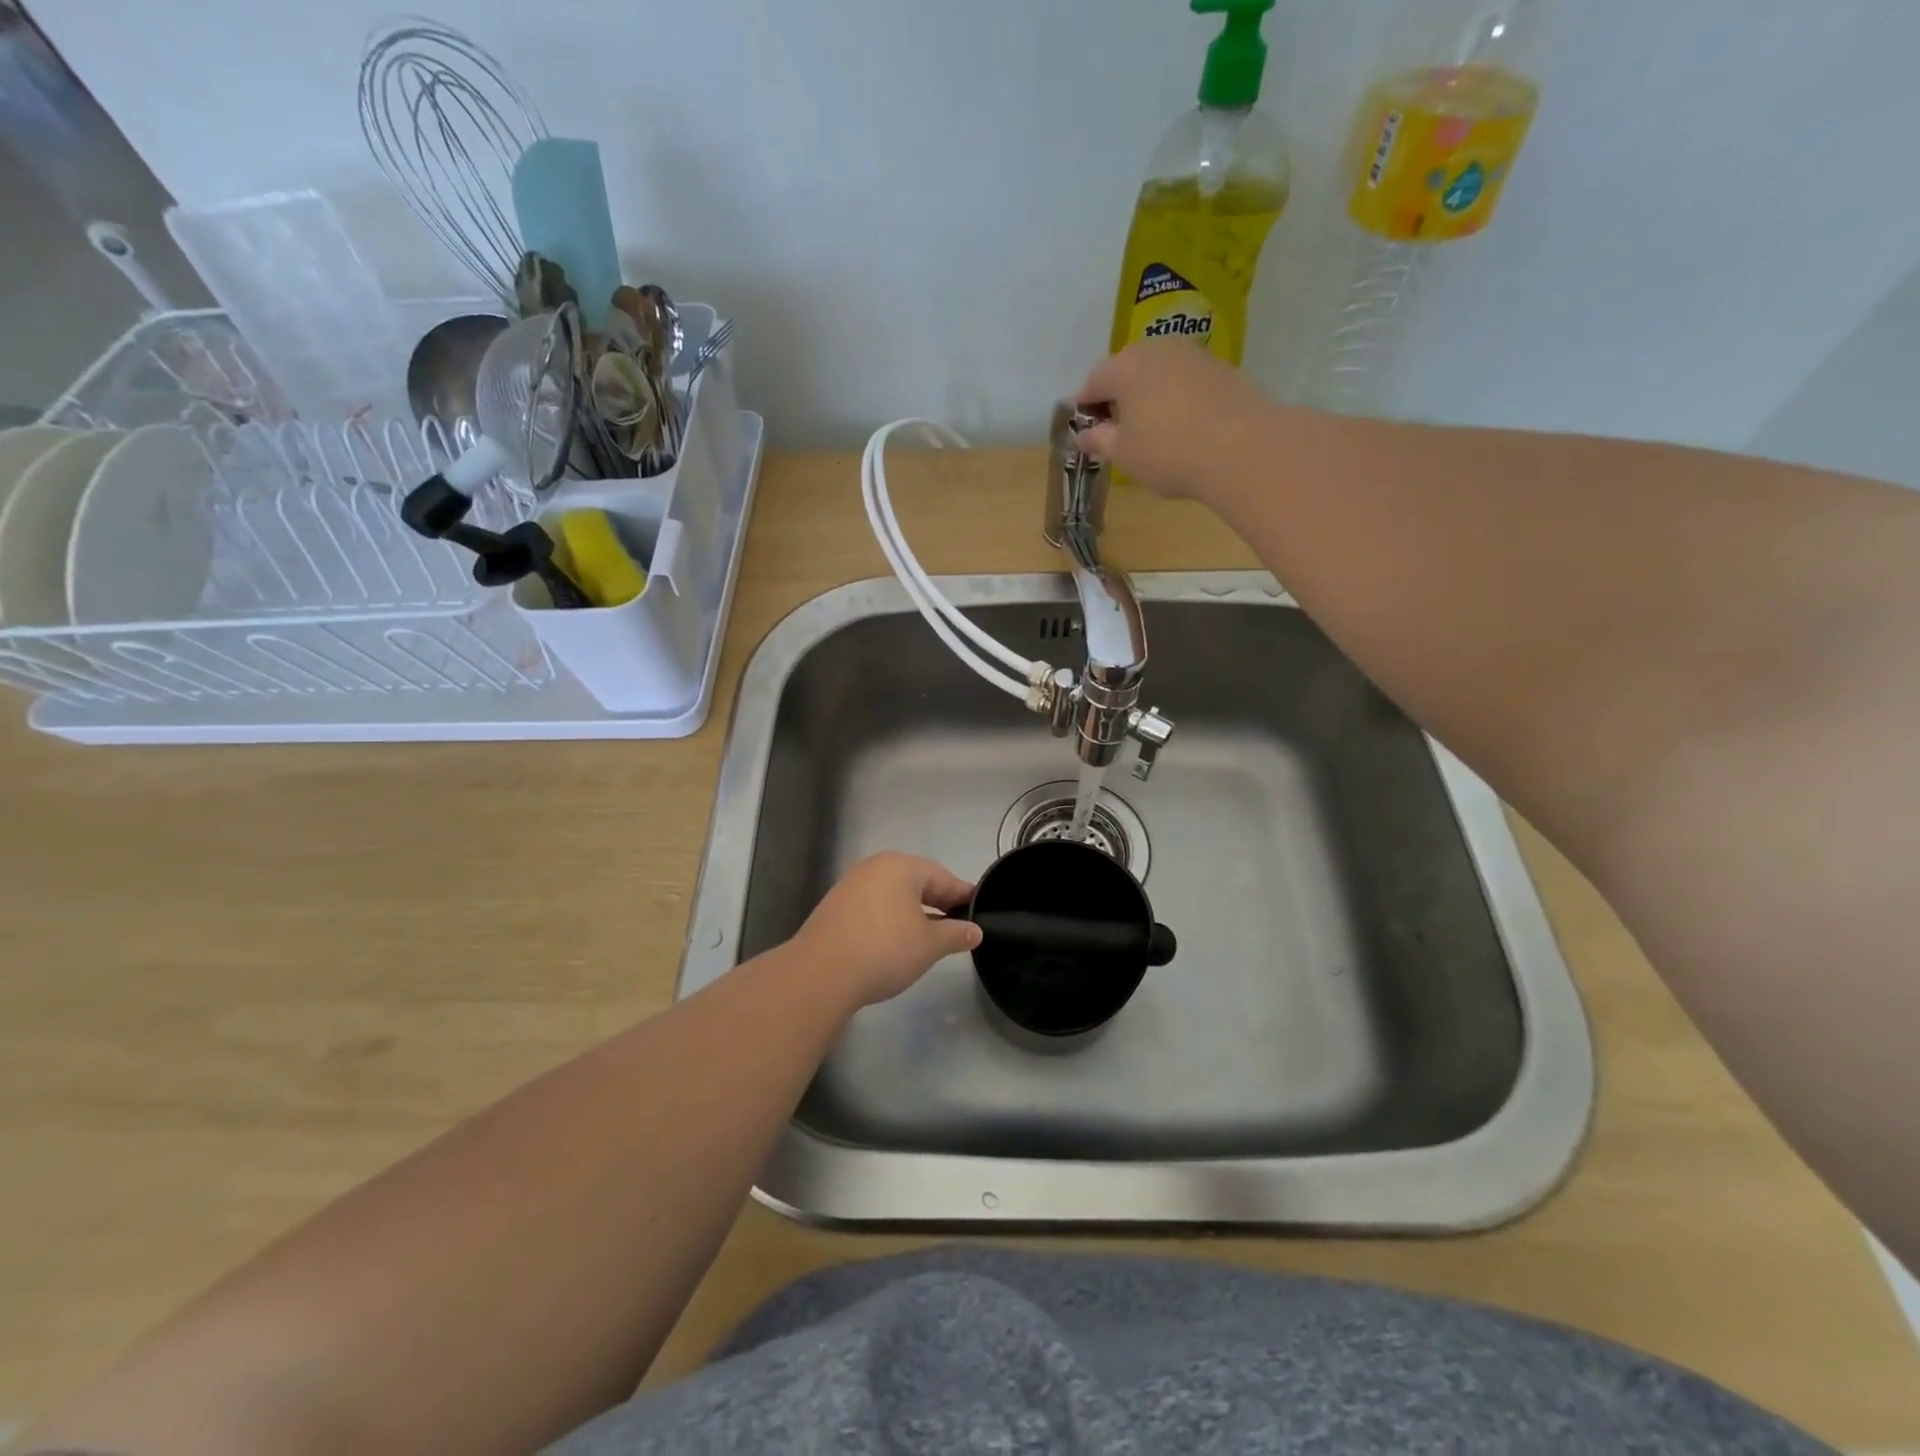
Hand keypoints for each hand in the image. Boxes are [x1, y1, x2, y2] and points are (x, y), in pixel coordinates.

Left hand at [789, 853, 980, 1009]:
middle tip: (957, 925)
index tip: (978, 910)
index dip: (962, 894)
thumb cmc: (885, 949)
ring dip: (913, 912)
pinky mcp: (835, 907)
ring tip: (929, 936)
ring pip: (893, 894)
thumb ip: (955, 934)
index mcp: (901, 866)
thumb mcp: (929, 945)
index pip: (942, 876)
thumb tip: (974, 930)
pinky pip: (873, 906)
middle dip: (938, 902)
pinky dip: (890, 919)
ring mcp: (851, 885)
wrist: (820, 974)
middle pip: (916, 882)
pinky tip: (896, 941)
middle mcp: (874, 867)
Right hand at [1073, 338, 1272, 500]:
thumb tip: (1081, 435)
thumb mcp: (1123, 453)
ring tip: (1148, 428)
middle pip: (1126, 370)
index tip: (1084, 429)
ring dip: (1147, 395)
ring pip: (1158, 372)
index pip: (1093, 381)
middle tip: (1115, 430)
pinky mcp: (1220, 368)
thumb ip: (1098, 440)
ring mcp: (1192, 354)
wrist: (1242, 449)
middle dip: (1116, 396)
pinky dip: (1175, 397)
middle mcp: (1157, 349)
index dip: (1084, 406)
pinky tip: (1180, 425)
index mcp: (1125, 367)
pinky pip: (1184, 380)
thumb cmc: (1167, 452)